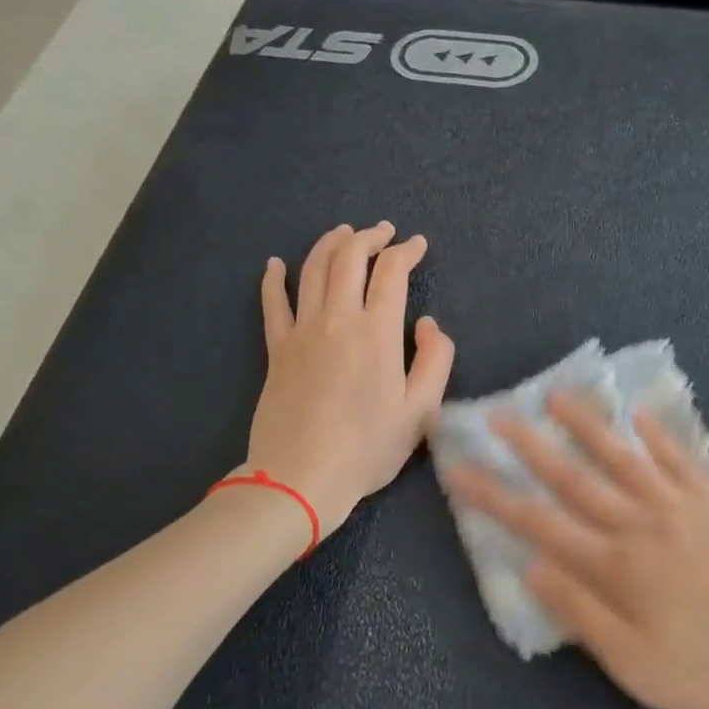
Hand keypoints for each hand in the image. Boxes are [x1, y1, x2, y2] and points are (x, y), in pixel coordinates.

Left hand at [246, 222, 455, 536]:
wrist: (301, 476)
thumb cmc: (368, 448)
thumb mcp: (422, 411)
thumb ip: (435, 360)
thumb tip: (428, 324)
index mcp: (378, 333)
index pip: (391, 273)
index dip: (406, 251)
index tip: (417, 245)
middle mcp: (338, 319)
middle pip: (349, 258)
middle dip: (369, 236)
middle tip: (383, 231)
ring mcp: (302, 331)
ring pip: (312, 269)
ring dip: (330, 244)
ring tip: (343, 233)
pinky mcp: (276, 348)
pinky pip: (273, 302)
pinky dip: (274, 277)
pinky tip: (275, 264)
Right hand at [446, 396, 708, 708]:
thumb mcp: (637, 666)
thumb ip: (582, 613)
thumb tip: (532, 568)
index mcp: (617, 567)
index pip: (539, 524)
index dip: (495, 497)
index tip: (461, 470)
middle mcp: (644, 525)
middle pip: (576, 477)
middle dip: (530, 446)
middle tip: (497, 415)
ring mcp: (686, 510)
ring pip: (625, 457)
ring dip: (587, 426)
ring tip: (556, 397)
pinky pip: (683, 462)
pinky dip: (659, 437)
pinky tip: (640, 418)